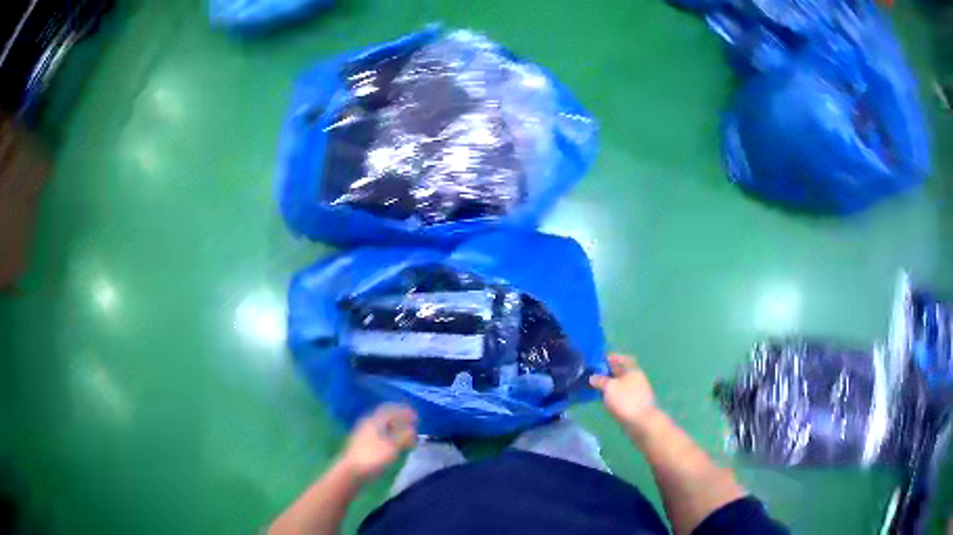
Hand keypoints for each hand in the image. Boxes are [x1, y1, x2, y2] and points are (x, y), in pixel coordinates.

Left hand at [340, 404, 417, 483]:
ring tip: (406, 438)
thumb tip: (412, 430)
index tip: (416, 417)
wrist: (351, 471)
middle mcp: (367, 424)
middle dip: (400, 421)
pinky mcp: (362, 444)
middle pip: (386, 418)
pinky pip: (379, 435)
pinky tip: (394, 446)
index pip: (390, 409)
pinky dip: (390, 437)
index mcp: (374, 421)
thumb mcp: (392, 447)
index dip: (404, 411)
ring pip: (382, 427)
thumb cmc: (373, 457)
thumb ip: (404, 437)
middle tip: (413, 427)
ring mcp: (363, 434)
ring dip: (396, 430)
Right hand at [590, 354, 657, 429]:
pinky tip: (602, 400)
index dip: (612, 358)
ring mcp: (635, 393)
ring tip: (594, 388)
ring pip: (619, 385)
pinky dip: (611, 396)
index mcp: (632, 371)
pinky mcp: (632, 404)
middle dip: (607, 373)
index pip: (623, 359)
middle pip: (620, 372)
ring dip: (608, 386)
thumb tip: (592, 377)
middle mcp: (635, 379)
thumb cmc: (626, 400)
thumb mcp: (610, 387)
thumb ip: (600, 381)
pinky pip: (619, 396)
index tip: (599, 360)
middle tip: (591, 375)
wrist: (641, 422)